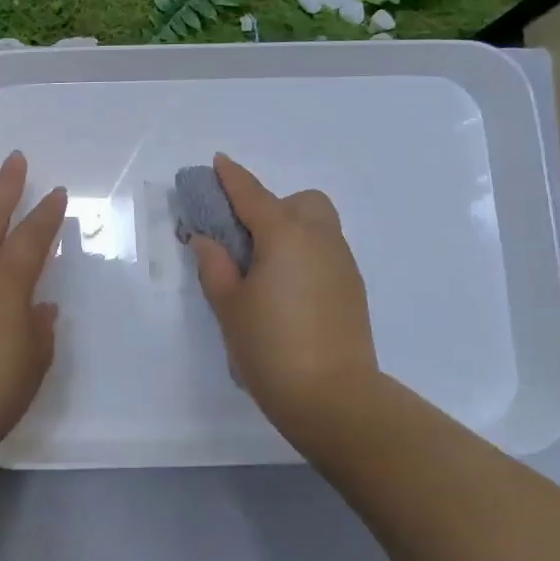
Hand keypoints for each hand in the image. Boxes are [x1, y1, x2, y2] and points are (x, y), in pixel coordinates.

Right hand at [188, 154, 381, 452]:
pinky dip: (305, 253)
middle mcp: (319, 239)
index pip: (252, 195)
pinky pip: (326, 252)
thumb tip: (207, 239)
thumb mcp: (229, 305)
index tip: (218, 162)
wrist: (334, 398)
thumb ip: (215, 265)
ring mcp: (342, 263)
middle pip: (300, 202)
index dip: (232, 178)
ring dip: (290, 230)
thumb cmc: (270, 346)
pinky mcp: (352, 289)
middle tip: (245, 239)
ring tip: (264, 268)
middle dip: (273, 206)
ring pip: (318, 226)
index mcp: (284, 235)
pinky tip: (287, 289)